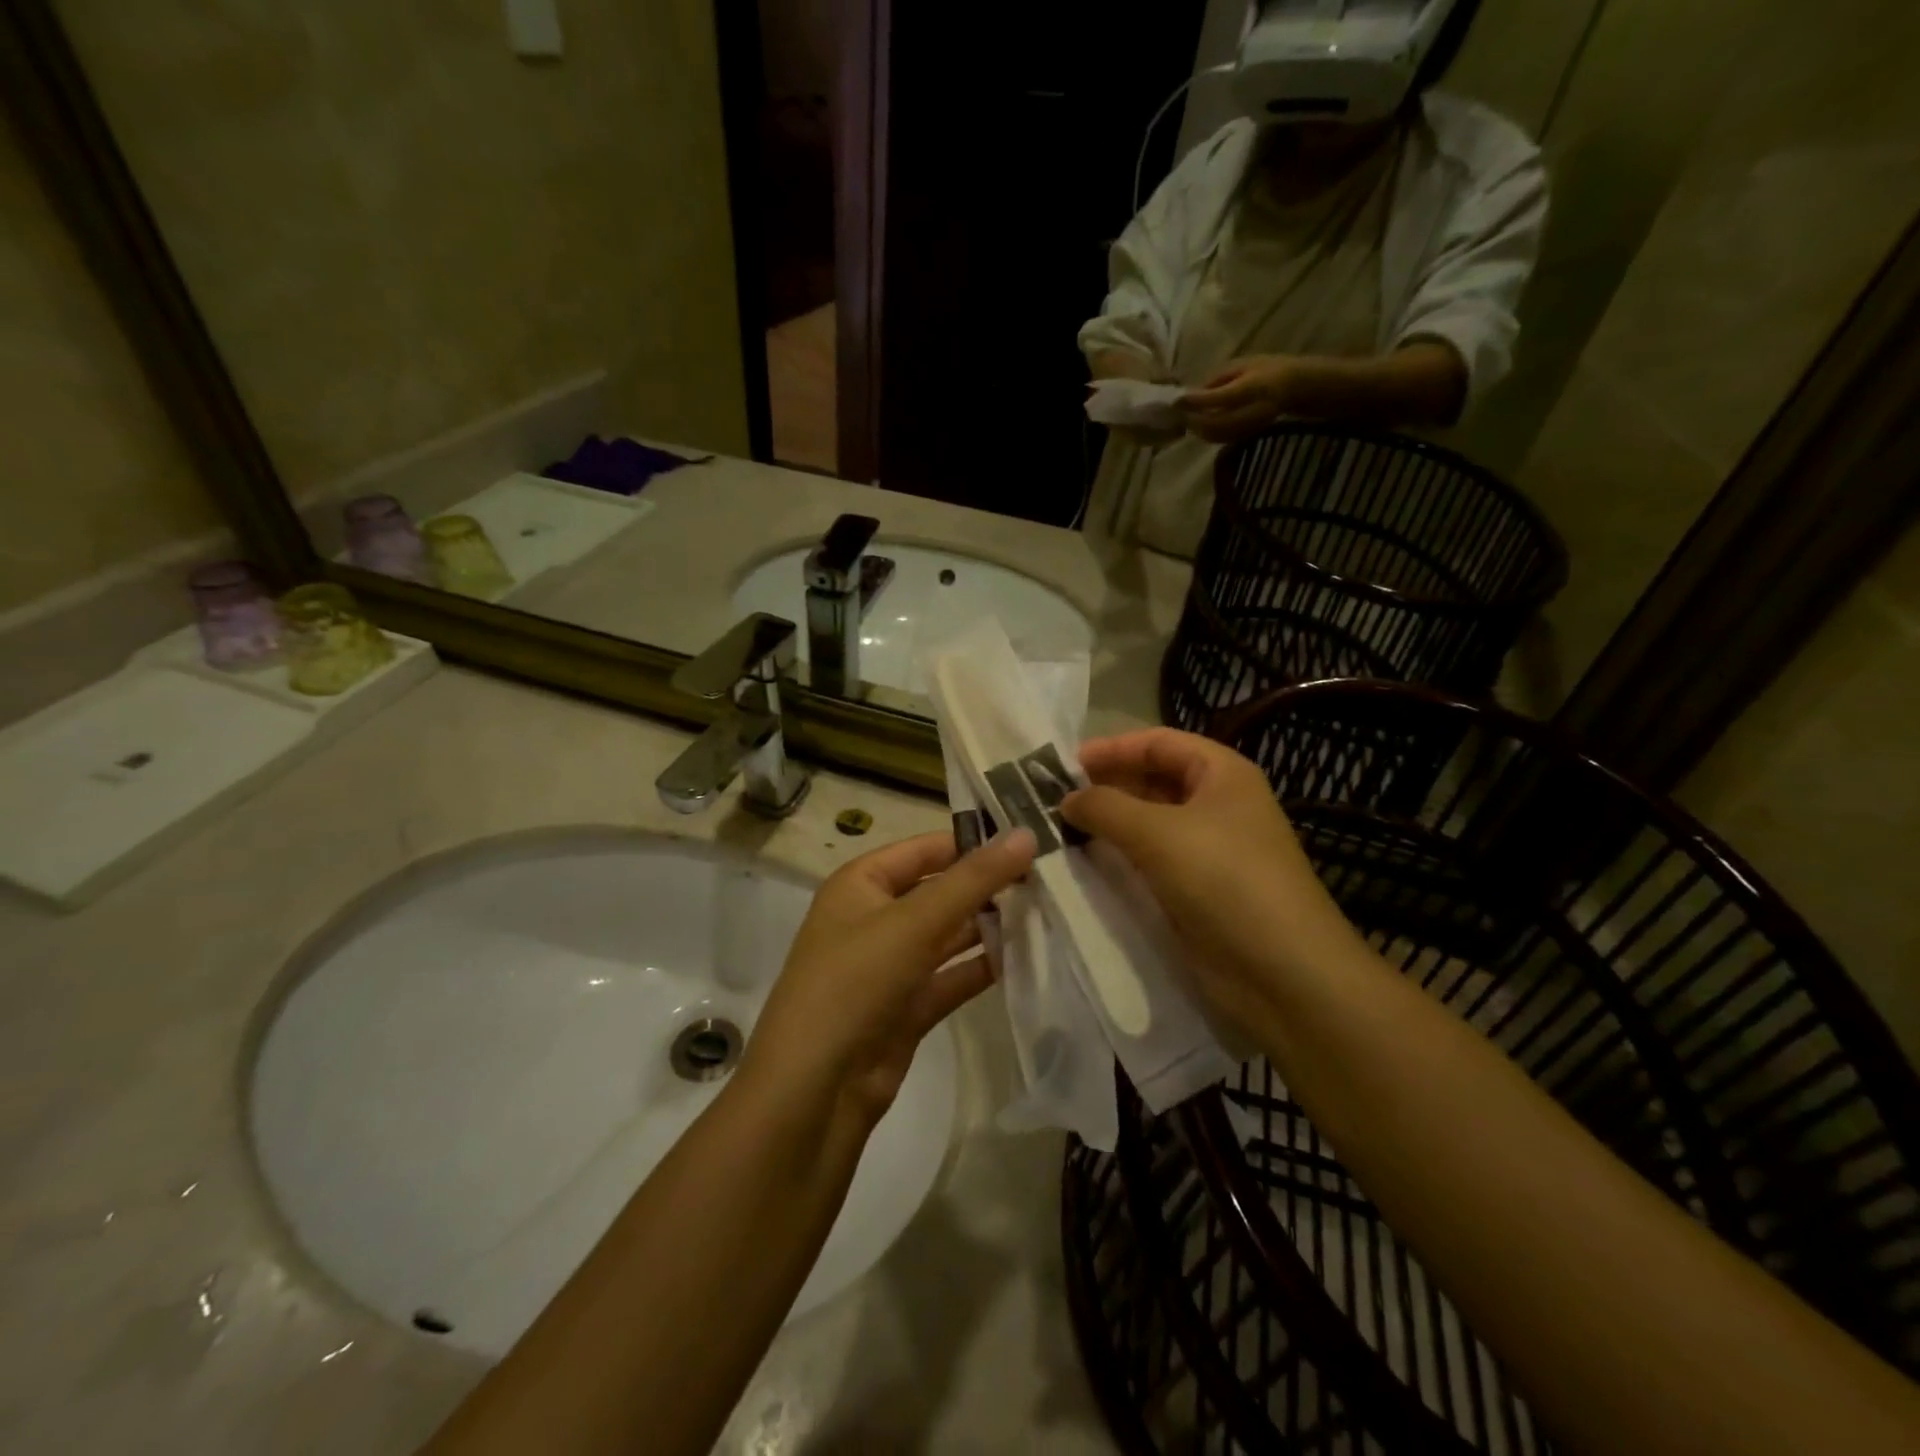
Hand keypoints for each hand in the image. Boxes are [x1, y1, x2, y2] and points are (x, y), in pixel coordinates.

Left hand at [743, 830, 1036, 1125]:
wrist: (815, 1089)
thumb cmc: (856, 982)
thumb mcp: (915, 921)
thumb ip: (973, 879)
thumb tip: (1026, 834)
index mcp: (861, 884)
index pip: (924, 849)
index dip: (973, 842)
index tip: (1029, 841)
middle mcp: (874, 918)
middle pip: (939, 891)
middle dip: (987, 887)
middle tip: (1049, 879)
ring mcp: (890, 965)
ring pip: (948, 936)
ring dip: (990, 927)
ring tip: (1048, 913)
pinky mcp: (906, 1007)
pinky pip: (951, 977)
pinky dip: (982, 968)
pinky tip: (1026, 958)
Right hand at [1062, 730, 1351, 1035]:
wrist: (1281, 973)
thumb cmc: (1223, 880)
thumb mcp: (1158, 832)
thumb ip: (1105, 807)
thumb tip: (1066, 799)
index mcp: (1222, 774)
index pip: (1159, 742)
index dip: (1113, 748)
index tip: (1065, 765)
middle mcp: (1218, 804)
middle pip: (1154, 780)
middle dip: (1107, 785)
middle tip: (1055, 797)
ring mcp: (1211, 849)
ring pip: (1150, 822)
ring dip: (1110, 822)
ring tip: (1062, 827)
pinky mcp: (1200, 889)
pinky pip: (1152, 859)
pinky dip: (1121, 856)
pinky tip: (1088, 861)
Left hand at [1183, 356, 1300, 443]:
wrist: (1295, 387)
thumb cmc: (1267, 369)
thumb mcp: (1243, 364)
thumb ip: (1219, 378)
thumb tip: (1194, 392)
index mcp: (1253, 387)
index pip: (1220, 397)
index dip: (1197, 400)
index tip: (1178, 398)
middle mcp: (1252, 410)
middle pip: (1215, 423)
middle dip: (1194, 419)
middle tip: (1178, 413)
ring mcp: (1250, 426)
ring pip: (1216, 435)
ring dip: (1198, 429)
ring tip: (1185, 419)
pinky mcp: (1246, 435)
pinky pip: (1221, 438)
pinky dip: (1206, 434)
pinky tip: (1199, 425)